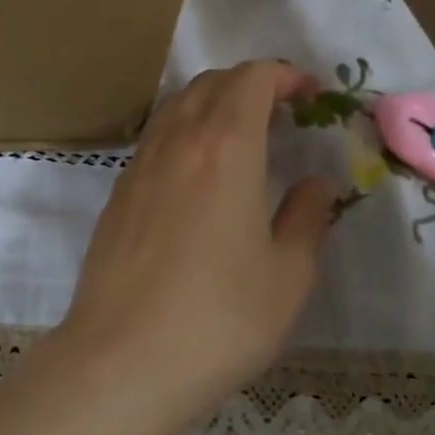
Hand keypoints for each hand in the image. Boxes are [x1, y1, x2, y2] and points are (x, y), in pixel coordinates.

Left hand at [48, 61, 336, 434]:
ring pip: (176, 107)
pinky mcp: (116, 194)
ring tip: (241, 139)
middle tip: (281, 115)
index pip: (251, 79)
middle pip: (211, 83)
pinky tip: (197, 175)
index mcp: (225, 147)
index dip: (283, 75)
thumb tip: (317, 183)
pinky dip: (183, 133)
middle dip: (250, 85)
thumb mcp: (287, 275)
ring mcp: (138, 166)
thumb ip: (308, 217)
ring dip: (212, 105)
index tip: (309, 96)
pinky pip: (154, 139)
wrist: (121, 359)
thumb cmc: (219, 320)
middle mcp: (177, 142)